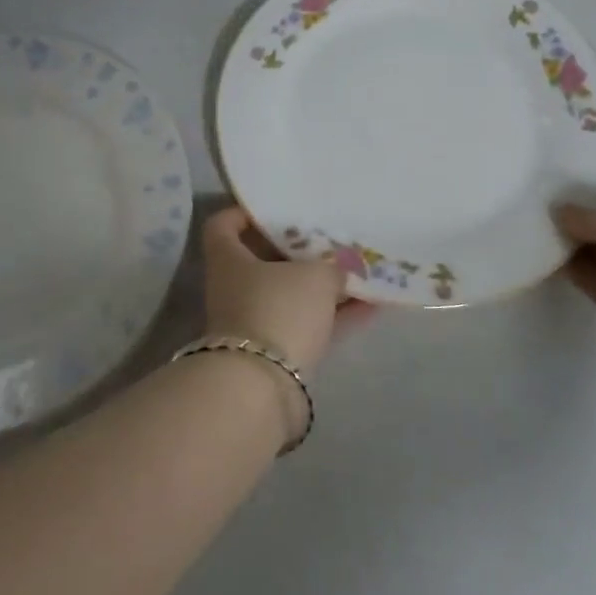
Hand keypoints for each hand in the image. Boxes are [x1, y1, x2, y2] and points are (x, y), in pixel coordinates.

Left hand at [202, 208, 374, 375]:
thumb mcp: (314, 275)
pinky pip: (309, 323)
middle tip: (330, 236)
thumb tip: (338, 270)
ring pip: (290, 293)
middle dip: (297, 249)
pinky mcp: (277, 353)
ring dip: (322, 284)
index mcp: (229, 259)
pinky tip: (372, 305)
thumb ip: (330, 265)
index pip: (223, 225)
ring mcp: (254, 321)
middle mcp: (235, 288)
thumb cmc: (279, 309)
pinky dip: (336, 314)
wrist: (263, 387)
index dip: (245, 212)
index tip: (276, 207)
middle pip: (263, 259)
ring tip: (361, 269)